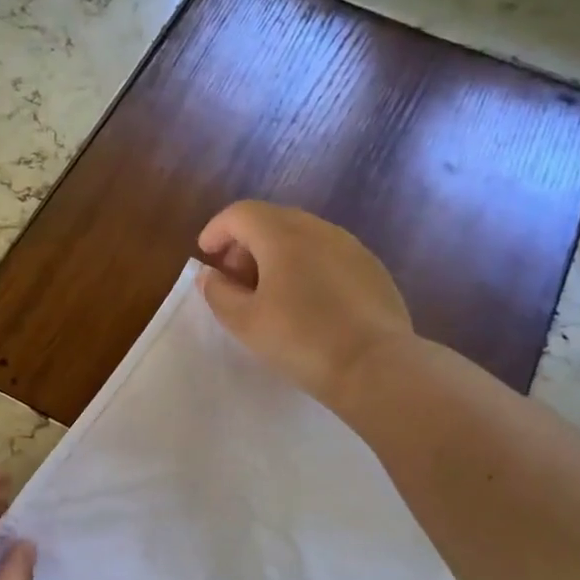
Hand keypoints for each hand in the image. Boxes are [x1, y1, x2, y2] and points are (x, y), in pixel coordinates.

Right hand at [197, 200, 417, 414]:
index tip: (205, 254)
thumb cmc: (300, 340)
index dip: (217, 229)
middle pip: (272, 220)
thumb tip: (210, 275)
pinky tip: (306, 301)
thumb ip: (218, 293)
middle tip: (234, 278)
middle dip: (246, 243)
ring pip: (303, 236)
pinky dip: (306, 265)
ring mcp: (351, 246)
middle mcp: (318, 229)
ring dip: (277, 254)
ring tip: (268, 291)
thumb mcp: (245, 322)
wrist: (374, 366)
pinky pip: (328, 254)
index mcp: (282, 235)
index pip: (241, 213)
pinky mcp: (372, 268)